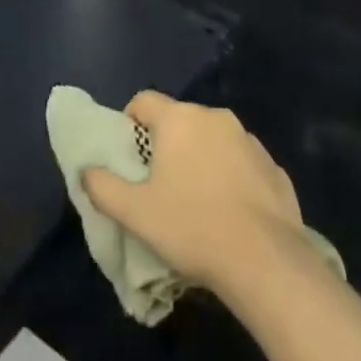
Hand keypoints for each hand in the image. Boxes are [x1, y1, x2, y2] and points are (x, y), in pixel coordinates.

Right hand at [83, 91, 307, 296]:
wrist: (265, 260)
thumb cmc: (191, 227)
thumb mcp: (134, 212)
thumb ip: (102, 186)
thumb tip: (87, 171)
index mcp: (179, 119)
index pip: (144, 100)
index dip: (130, 122)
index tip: (128, 155)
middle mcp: (215, 117)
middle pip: (179, 119)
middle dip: (166, 143)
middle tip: (158, 182)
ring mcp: (249, 140)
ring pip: (212, 140)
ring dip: (200, 158)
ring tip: (195, 200)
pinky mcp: (273, 166)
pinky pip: (241, 162)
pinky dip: (230, 176)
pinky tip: (229, 212)